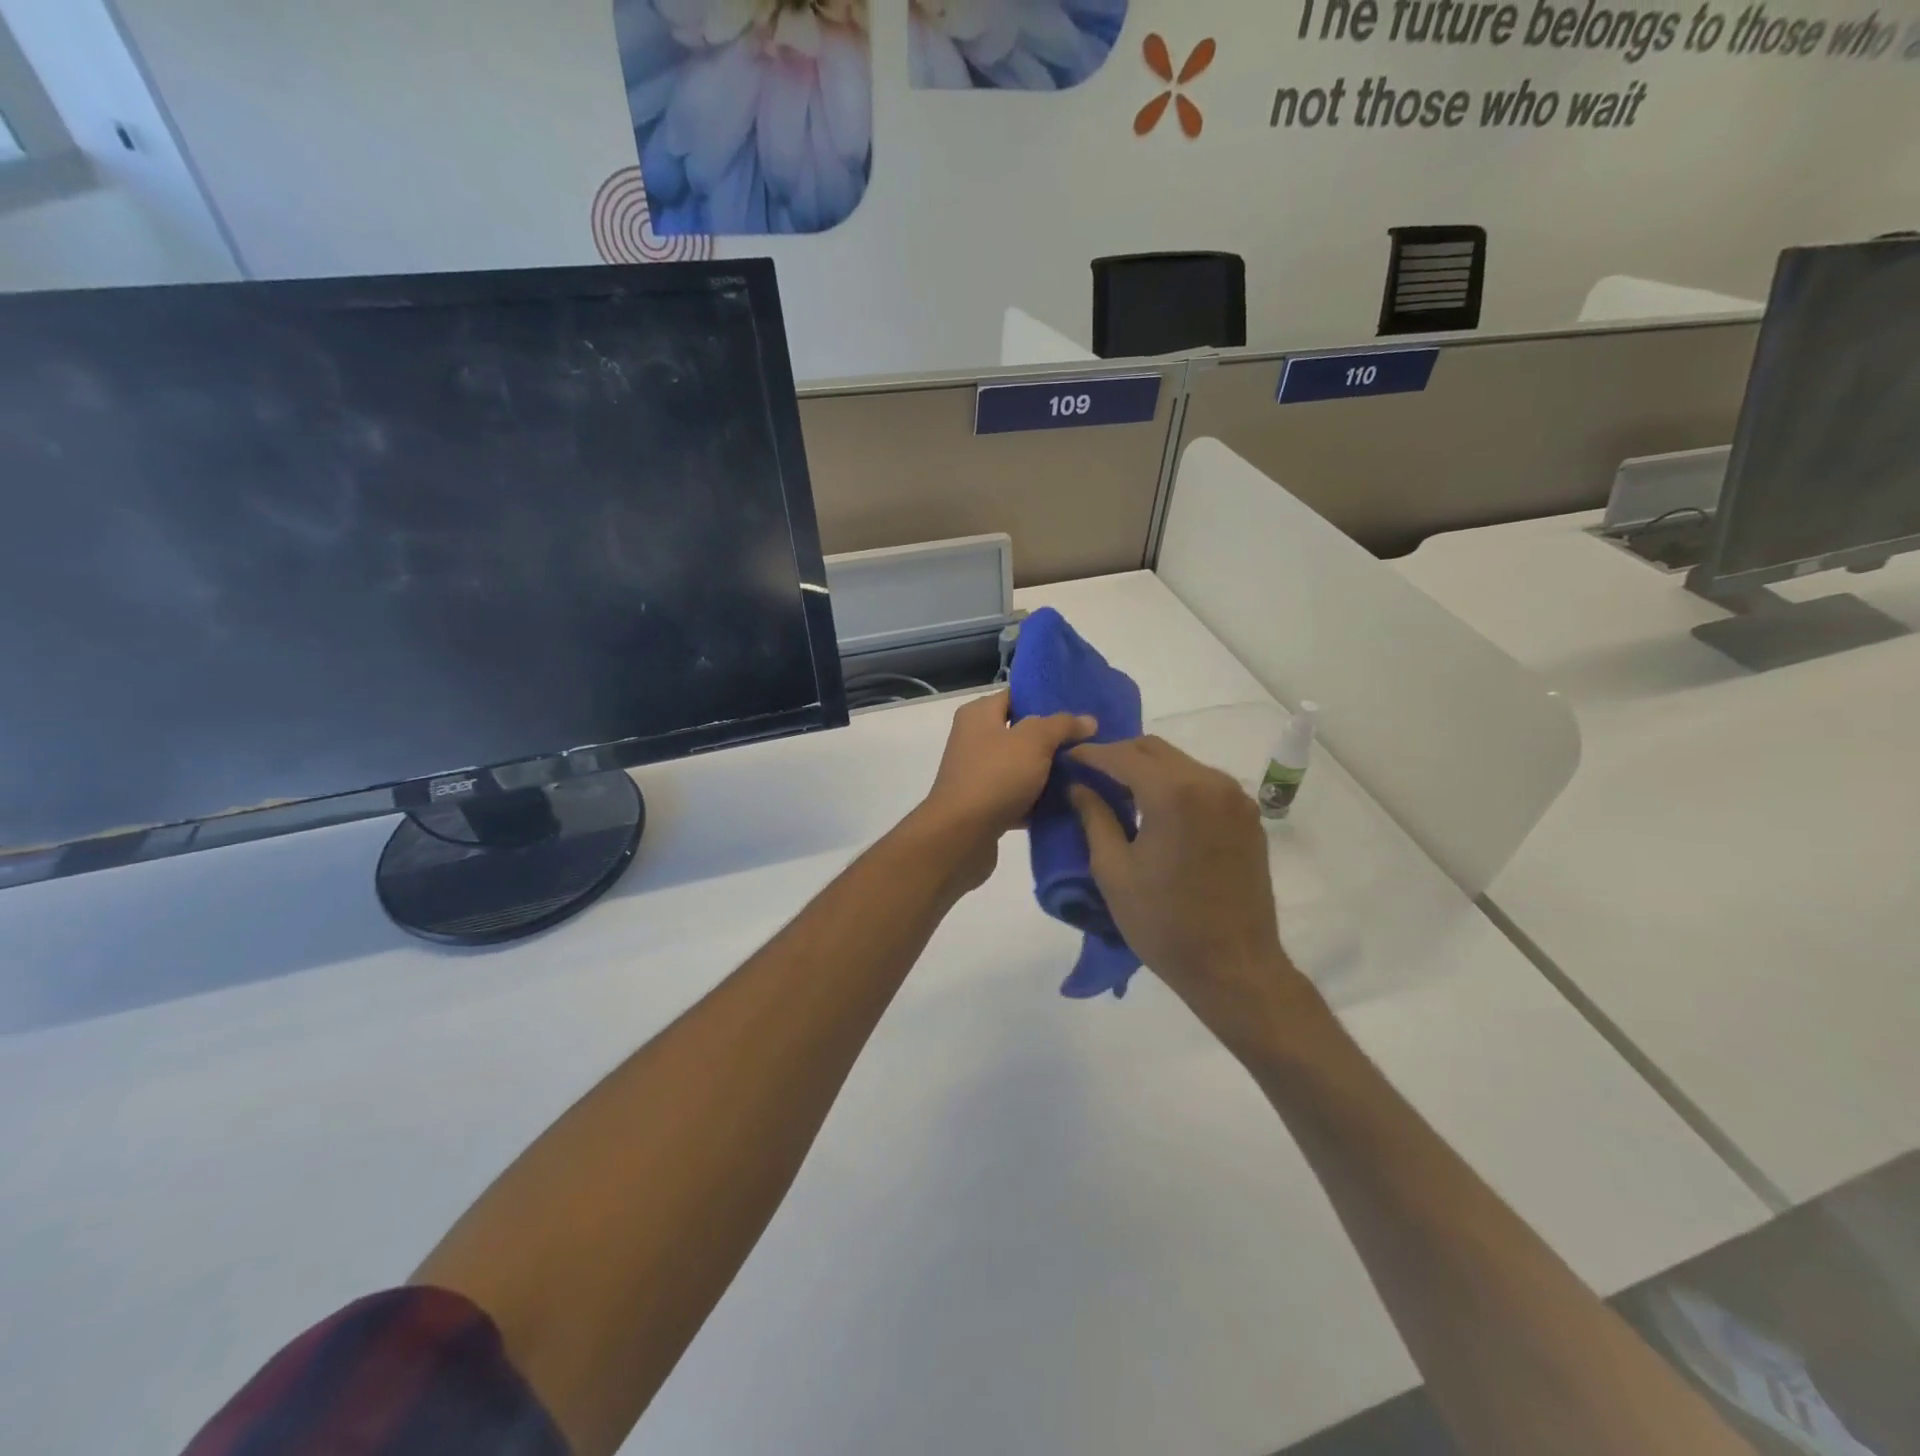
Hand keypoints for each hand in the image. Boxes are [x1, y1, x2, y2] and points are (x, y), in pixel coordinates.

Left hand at [914, 690, 1096, 891]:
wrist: (960, 837)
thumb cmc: (995, 776)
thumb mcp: (1033, 741)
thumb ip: (1061, 725)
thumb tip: (1088, 720)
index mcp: (979, 715)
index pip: (1017, 696)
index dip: (1047, 699)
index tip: (1081, 709)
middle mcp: (975, 740)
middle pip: (1022, 733)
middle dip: (1054, 739)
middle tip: (1091, 742)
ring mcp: (979, 775)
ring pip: (1023, 767)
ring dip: (1050, 773)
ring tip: (1088, 772)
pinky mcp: (986, 806)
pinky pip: (1019, 797)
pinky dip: (1039, 801)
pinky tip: (1070, 804)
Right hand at [1069, 737, 1314, 1044]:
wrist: (1235, 967)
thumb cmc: (1164, 924)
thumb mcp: (1113, 871)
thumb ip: (1094, 818)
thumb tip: (1078, 786)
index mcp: (1174, 793)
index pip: (1123, 756)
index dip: (1091, 754)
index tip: (1067, 758)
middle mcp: (1210, 782)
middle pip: (1155, 750)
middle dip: (1119, 755)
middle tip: (1090, 774)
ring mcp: (1235, 798)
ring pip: (1181, 763)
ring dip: (1148, 769)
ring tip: (1121, 793)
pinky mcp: (1248, 817)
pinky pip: (1203, 784)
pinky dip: (1175, 785)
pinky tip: (1158, 811)